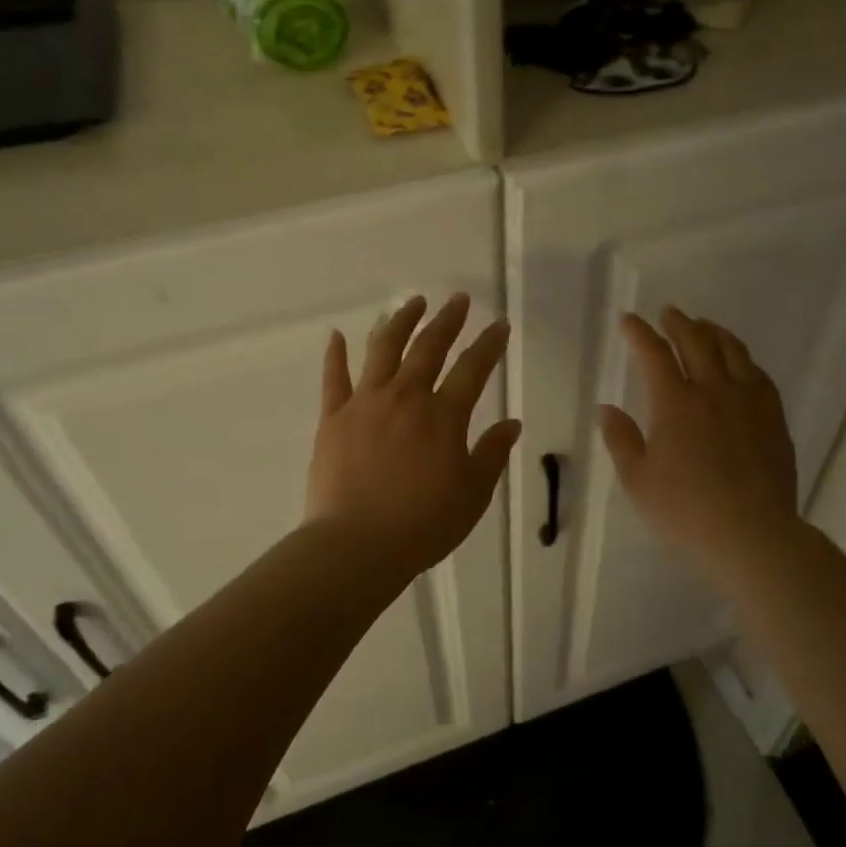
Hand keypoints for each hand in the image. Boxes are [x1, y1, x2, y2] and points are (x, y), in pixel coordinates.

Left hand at [307, 293, 521, 576]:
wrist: (357, 546)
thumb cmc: (423, 524)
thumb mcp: (472, 494)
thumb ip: (492, 454)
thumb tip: (512, 423)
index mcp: (444, 416)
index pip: (473, 369)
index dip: (489, 344)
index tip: (499, 324)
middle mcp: (405, 398)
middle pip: (429, 348)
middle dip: (447, 320)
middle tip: (457, 300)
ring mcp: (365, 404)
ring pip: (383, 350)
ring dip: (400, 322)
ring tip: (412, 303)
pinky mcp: (333, 418)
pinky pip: (334, 378)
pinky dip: (336, 354)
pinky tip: (337, 334)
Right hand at [598, 307, 800, 586]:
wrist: (751, 534)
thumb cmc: (685, 511)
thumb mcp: (638, 480)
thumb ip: (621, 439)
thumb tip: (606, 408)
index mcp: (675, 403)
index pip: (654, 354)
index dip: (639, 332)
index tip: (628, 320)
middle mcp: (713, 391)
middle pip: (697, 342)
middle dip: (679, 323)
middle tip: (669, 312)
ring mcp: (749, 402)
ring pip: (733, 351)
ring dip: (714, 332)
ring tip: (704, 326)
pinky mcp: (773, 418)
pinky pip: (758, 374)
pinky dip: (743, 359)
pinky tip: (740, 363)